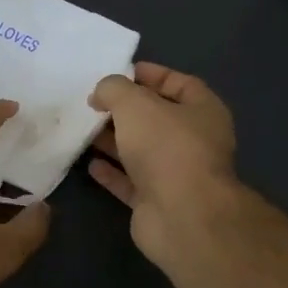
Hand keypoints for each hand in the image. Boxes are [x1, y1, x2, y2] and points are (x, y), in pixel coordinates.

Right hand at [88, 63, 239, 269]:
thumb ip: (113, 89)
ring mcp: (176, 174)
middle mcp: (194, 141)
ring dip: (114, 140)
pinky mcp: (157, 202)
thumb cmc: (165, 147)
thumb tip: (101, 94)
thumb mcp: (134, 103)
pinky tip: (89, 163)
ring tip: (84, 129)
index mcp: (203, 112)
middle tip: (93, 102)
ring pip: (141, 151)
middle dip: (126, 110)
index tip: (119, 72)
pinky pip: (130, 181)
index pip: (180, 84)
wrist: (181, 216)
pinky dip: (111, 172)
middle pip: (157, 119)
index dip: (152, 75)